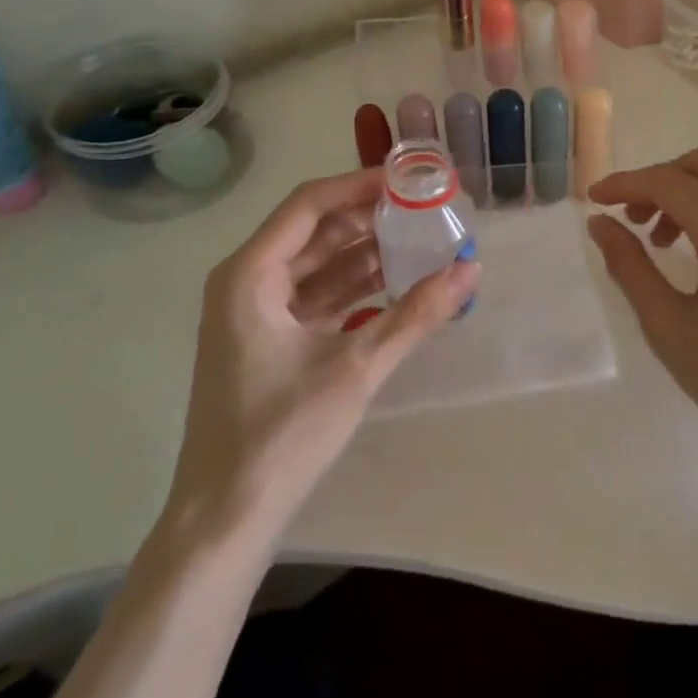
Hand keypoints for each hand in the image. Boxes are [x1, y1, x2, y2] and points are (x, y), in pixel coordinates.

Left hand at [163, 168, 480, 546]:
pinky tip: (397, 287)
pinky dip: (354, 289)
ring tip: (422, 242)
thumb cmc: (281, 435)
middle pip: (314, 231)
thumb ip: (416, 315)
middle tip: (425, 211)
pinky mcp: (269, 340)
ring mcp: (255, 313)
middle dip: (369, 219)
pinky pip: (316, 296)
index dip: (360, 185)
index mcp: (250, 275)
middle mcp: (246, 282)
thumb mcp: (356, 368)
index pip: (309, 205)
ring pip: (317, 264)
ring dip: (365, 254)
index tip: (410, 180)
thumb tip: (471, 269)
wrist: (225, 517)